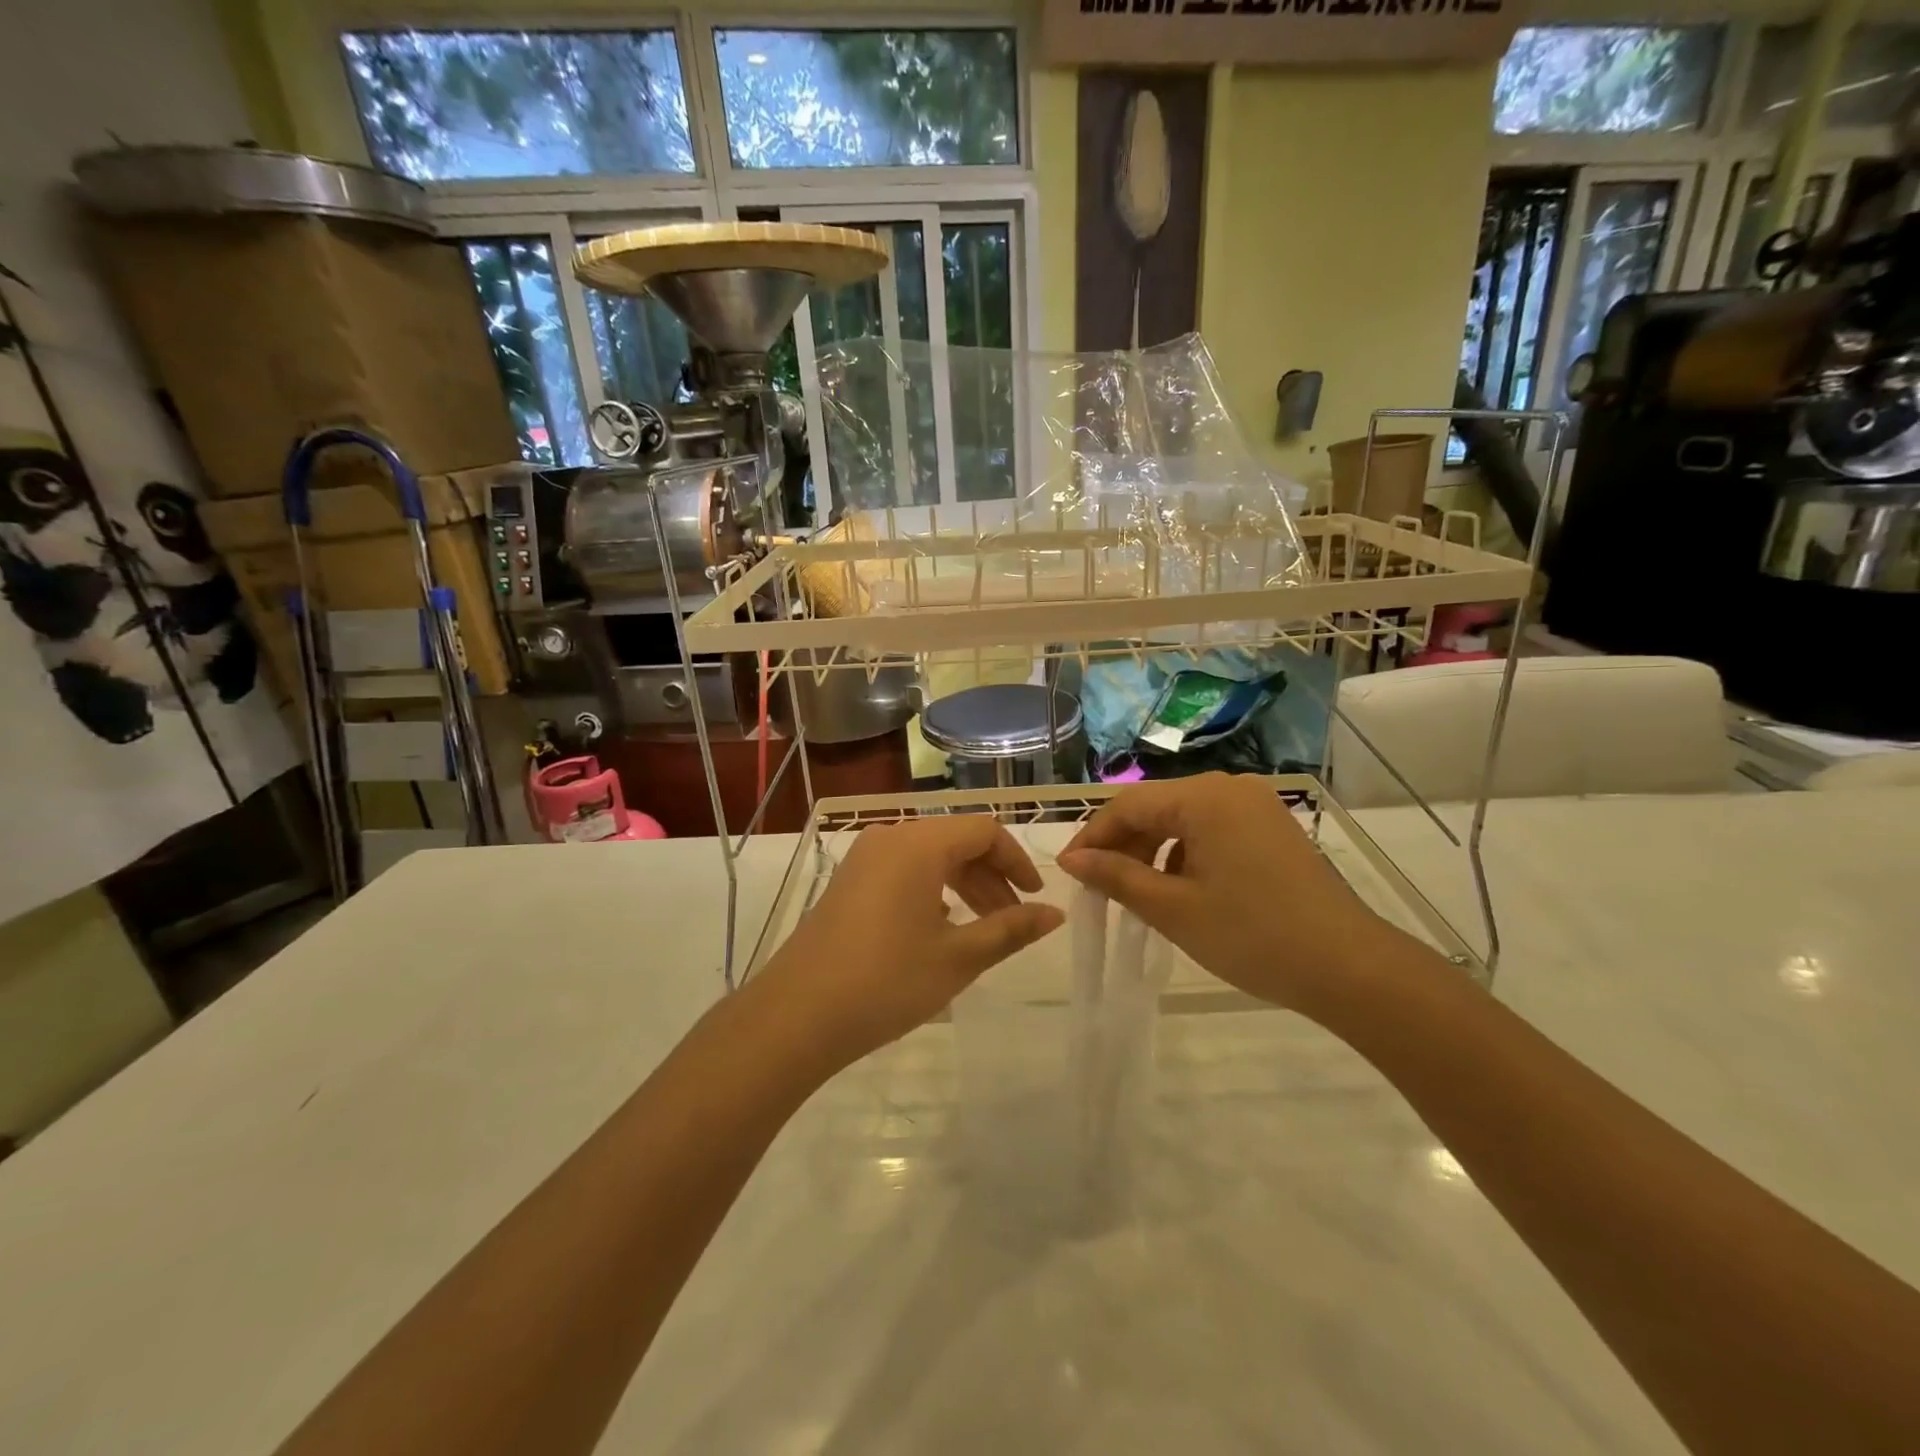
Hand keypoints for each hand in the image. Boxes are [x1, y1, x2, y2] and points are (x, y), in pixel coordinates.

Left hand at [752, 816, 1064, 1072]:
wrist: (796, 1015)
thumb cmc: (886, 981)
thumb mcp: (958, 958)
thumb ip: (1011, 929)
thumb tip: (1055, 914)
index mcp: (919, 844)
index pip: (984, 831)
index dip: (1016, 860)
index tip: (1035, 898)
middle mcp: (890, 837)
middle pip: (956, 841)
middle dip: (991, 876)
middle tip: (1012, 920)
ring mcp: (863, 858)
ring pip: (929, 857)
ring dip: (963, 885)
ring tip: (982, 929)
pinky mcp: (848, 881)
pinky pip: (903, 870)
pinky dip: (932, 890)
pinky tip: (939, 929)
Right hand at [1056, 773, 1411, 1018]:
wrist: (1350, 968)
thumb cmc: (1252, 935)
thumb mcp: (1172, 908)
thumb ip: (1116, 877)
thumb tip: (1072, 859)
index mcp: (1205, 798)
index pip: (1128, 805)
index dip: (1093, 836)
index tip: (1069, 872)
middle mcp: (1230, 789)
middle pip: (1157, 807)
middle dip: (1123, 845)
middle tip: (1099, 887)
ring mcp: (1256, 807)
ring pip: (1184, 819)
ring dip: (1153, 851)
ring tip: (1136, 893)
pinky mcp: (1272, 829)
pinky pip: (1212, 830)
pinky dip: (1186, 855)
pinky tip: (1180, 890)